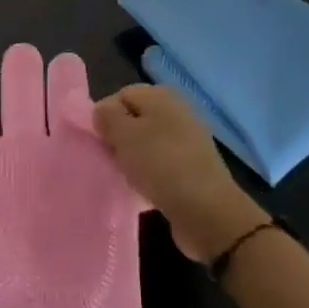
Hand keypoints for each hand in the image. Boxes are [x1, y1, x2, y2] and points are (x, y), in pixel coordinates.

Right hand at [94, 85, 268, 264]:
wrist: (208, 212)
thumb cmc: (161, 165)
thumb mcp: (125, 135)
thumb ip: (107, 116)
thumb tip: (102, 111)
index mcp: (161, 95)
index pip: (121, 96)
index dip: (105, 117)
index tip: (100, 142)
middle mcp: (176, 111)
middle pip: (134, 119)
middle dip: (119, 139)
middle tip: (111, 160)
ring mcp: (187, 140)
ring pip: (146, 144)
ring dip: (132, 160)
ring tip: (126, 178)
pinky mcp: (192, 168)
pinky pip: (160, 165)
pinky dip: (149, 175)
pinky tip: (143, 191)